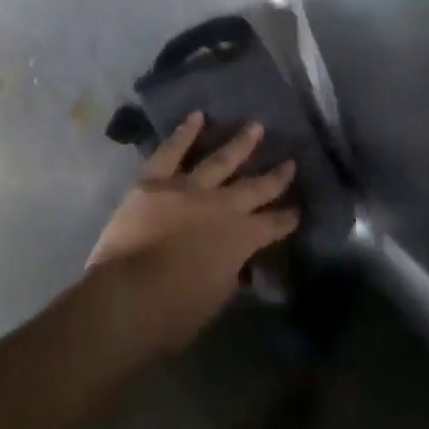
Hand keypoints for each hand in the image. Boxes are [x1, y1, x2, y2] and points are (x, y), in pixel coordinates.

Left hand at [86, 112, 299, 355]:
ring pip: (220, 160)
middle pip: (254, 187)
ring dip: (239, 143)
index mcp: (240, 238)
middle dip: (274, 176)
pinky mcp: (155, 181)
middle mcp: (220, 206)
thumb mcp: (216, 297)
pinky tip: (196, 116)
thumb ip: (229, 273)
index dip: (286, 218)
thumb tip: (235, 264)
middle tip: (290, 161)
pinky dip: (184, 132)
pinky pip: (172, 151)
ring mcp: (187, 188)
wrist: (130, 294)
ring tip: (255, 126)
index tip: (298, 209)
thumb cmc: (176, 311)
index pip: (272, 225)